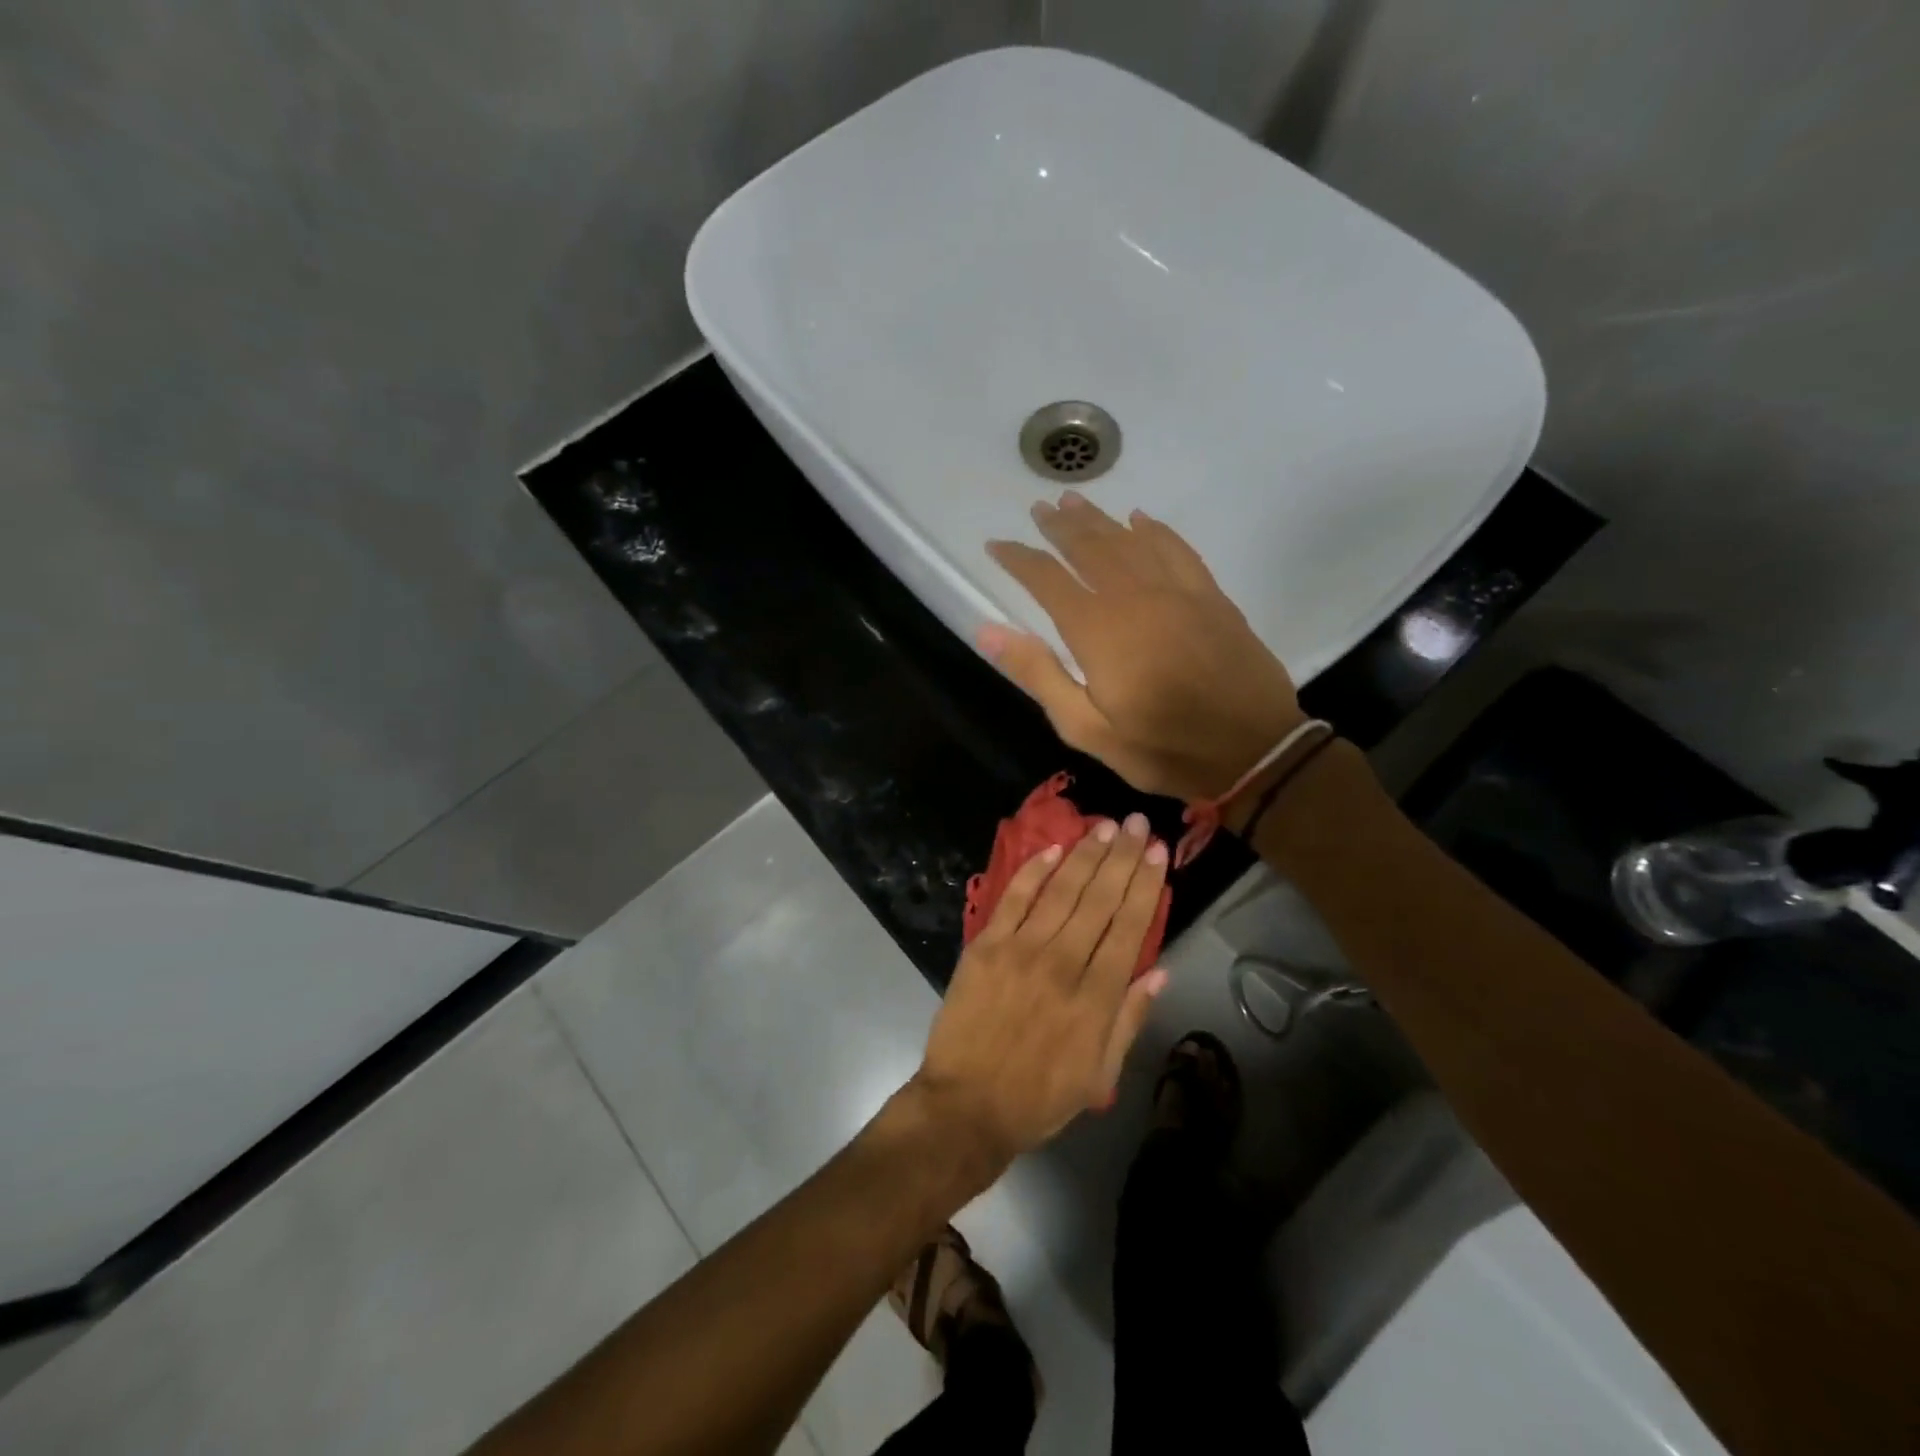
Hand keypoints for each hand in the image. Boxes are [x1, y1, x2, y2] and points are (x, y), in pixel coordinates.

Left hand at [912, 813, 1169, 1165]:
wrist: (966, 1105)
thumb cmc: (1038, 1097)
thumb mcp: (1100, 1074)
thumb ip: (1129, 1019)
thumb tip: (1158, 970)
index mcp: (1096, 997)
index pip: (1129, 927)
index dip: (1145, 885)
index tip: (1157, 852)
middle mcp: (1063, 963)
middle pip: (1099, 899)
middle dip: (1121, 857)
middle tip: (1136, 823)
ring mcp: (1021, 949)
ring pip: (1062, 890)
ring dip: (1086, 855)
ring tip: (1104, 826)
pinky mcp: (986, 945)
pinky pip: (1014, 898)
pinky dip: (1034, 870)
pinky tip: (1054, 849)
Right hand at [982, 491, 1302, 802]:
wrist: (1253, 752)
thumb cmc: (1161, 748)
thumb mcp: (1086, 728)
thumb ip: (1039, 674)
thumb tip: (988, 630)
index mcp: (1098, 630)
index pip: (1047, 580)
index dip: (1019, 559)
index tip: (996, 544)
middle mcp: (1134, 597)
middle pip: (1090, 549)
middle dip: (1060, 528)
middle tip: (1039, 509)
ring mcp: (1178, 592)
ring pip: (1130, 542)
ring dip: (1100, 520)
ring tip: (1075, 502)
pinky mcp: (1211, 598)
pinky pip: (1178, 550)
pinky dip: (1156, 531)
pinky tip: (1141, 520)